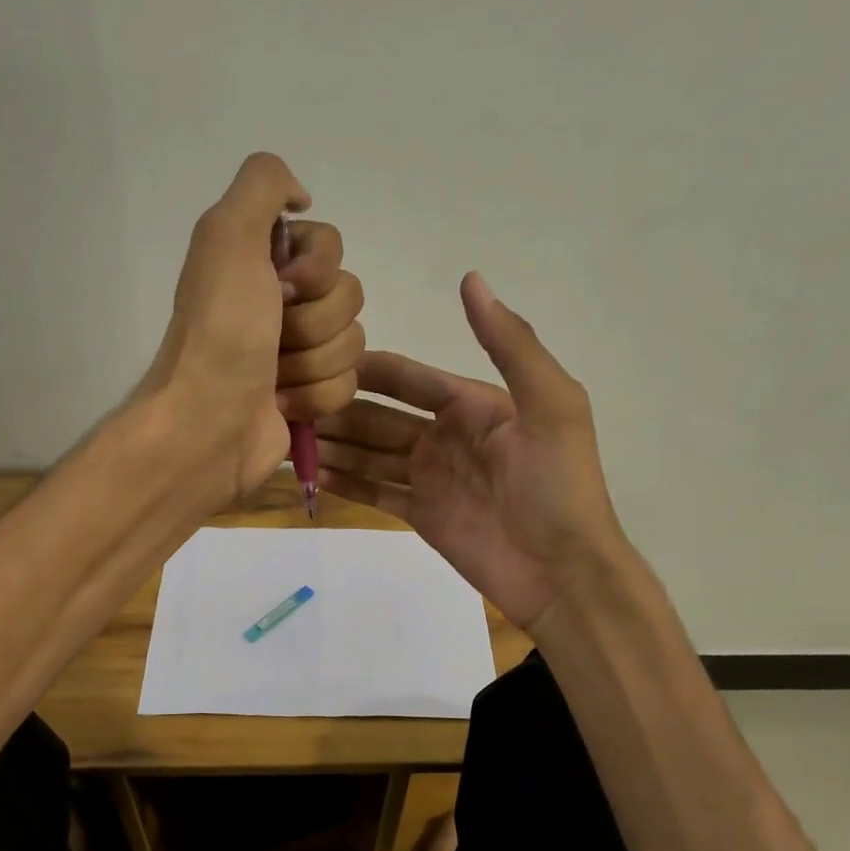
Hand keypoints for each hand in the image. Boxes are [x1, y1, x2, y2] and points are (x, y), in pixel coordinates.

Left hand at [139, 153, 364, 505]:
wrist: (210, 423)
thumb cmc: (221, 332)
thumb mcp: (228, 235)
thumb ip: (263, 184)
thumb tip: (301, 198)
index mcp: (262, 262)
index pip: (332, 246)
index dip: (316, 269)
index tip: (282, 287)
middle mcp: (281, 303)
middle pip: (349, 296)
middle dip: (314, 322)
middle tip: (274, 338)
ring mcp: (298, 353)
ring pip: (353, 344)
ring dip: (313, 363)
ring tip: (274, 377)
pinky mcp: (310, 397)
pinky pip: (348, 385)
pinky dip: (315, 397)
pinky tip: (282, 404)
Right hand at [315, 272, 632, 632]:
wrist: (562, 572)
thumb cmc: (558, 486)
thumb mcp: (549, 405)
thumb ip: (511, 344)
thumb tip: (470, 278)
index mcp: (474, 405)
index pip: (409, 379)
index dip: (368, 370)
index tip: (318, 360)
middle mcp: (446, 436)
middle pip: (381, 417)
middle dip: (339, 410)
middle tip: (288, 405)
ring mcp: (431, 478)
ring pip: (371, 454)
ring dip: (335, 445)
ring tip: (288, 438)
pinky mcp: (421, 515)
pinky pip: (375, 492)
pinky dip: (346, 483)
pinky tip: (312, 474)